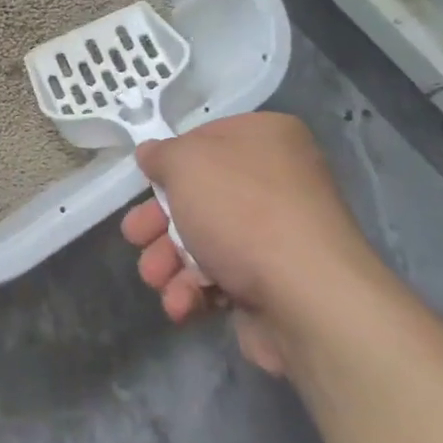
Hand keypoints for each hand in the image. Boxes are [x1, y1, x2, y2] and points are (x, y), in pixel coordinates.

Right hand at [121, 112, 390, 375]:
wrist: (307, 298)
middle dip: (158, 223)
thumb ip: (162, 155)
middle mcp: (277, 182)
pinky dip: (194, 290)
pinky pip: (220, 279)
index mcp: (266, 139)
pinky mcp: (272, 284)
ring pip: (202, 241)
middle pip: (198, 197)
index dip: (171, 164)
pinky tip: (182, 303)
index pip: (206, 140)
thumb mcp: (186, 163)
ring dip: (167, 262)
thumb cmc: (243, 211)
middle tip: (135, 237)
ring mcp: (277, 236)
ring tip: (156, 278)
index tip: (146, 183)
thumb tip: (150, 153)